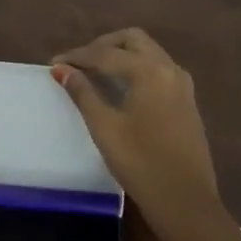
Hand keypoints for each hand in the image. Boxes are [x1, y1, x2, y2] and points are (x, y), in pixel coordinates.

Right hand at [51, 29, 218, 218]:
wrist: (185, 200)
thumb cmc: (140, 163)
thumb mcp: (105, 127)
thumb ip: (83, 93)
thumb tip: (62, 69)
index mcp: (150, 71)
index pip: (106, 53)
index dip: (77, 56)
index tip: (54, 63)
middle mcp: (169, 69)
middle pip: (133, 40)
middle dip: (103, 45)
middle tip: (78, 62)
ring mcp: (182, 85)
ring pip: (149, 53)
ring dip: (121, 54)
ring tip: (96, 72)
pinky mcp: (186, 102)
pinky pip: (159, 70)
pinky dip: (136, 68)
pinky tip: (122, 88)